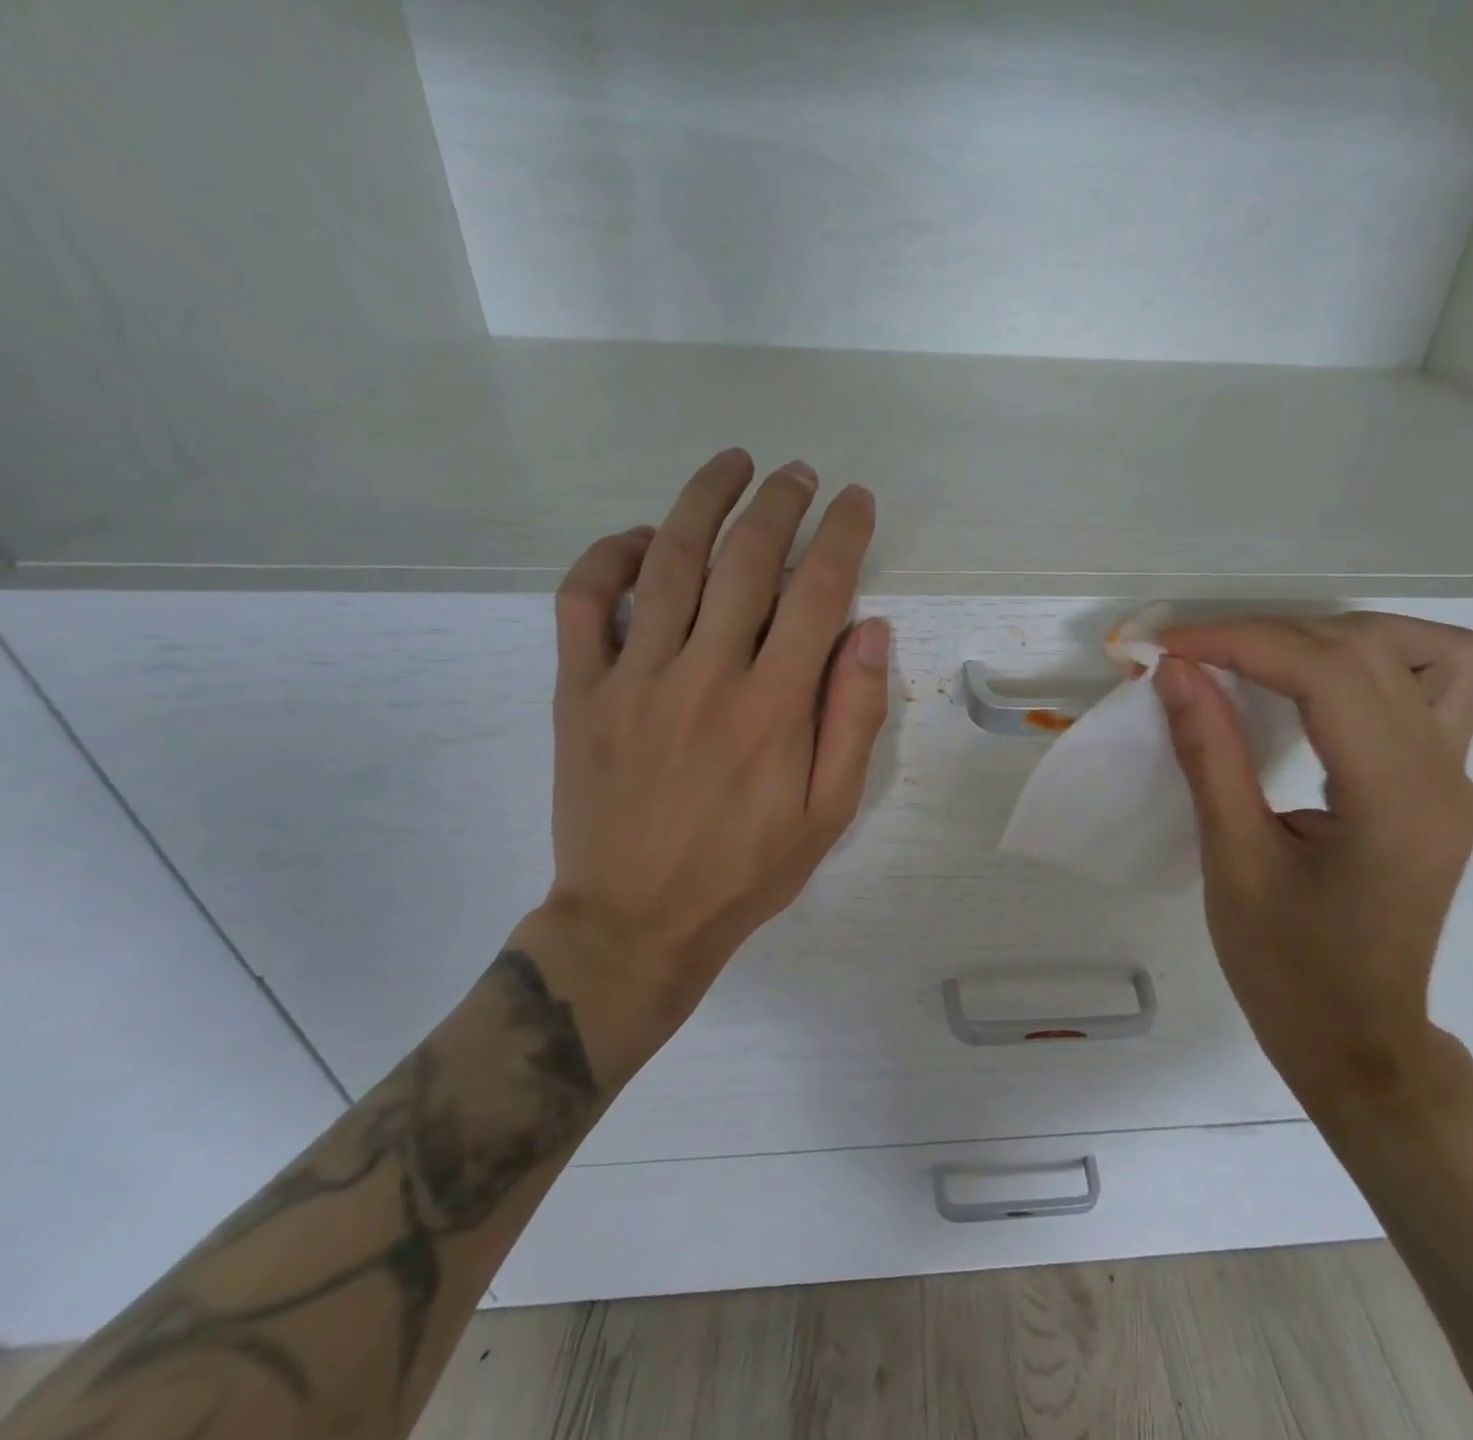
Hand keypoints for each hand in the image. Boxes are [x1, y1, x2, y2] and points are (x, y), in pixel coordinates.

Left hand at [526, 450, 890, 1048]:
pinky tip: (637, 537)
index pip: (819, 591)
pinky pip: (583, 600)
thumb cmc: (747, 870)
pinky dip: (607, 555)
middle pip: (746, 559)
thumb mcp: (830, 812)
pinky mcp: (580, 690)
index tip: (856, 501)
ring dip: (703, 501)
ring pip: (668, 560)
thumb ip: (854, 718)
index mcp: (775, 706)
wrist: (636, 920)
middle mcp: (706, 674)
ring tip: (731, 465)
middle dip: (780, 503)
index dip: (843, 534)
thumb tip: (871, 631)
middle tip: (799, 473)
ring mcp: (634, 676)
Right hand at [1151, 613, 1472, 1118]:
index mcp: (1393, 799)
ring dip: (1338, 637)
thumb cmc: (1287, 971)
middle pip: (1369, 650)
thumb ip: (1210, 756)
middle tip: (1196, 657)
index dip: (1240, 642)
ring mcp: (1456, 779)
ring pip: (1428, 652)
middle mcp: (1443, 774)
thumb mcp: (1232, 864)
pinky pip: (1436, 688)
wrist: (1360, 1045)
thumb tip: (1176, 673)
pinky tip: (1322, 691)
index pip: (1326, 673)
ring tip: (1267, 661)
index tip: (1168, 645)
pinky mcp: (1444, 788)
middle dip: (1270, 635)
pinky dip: (1376, 666)